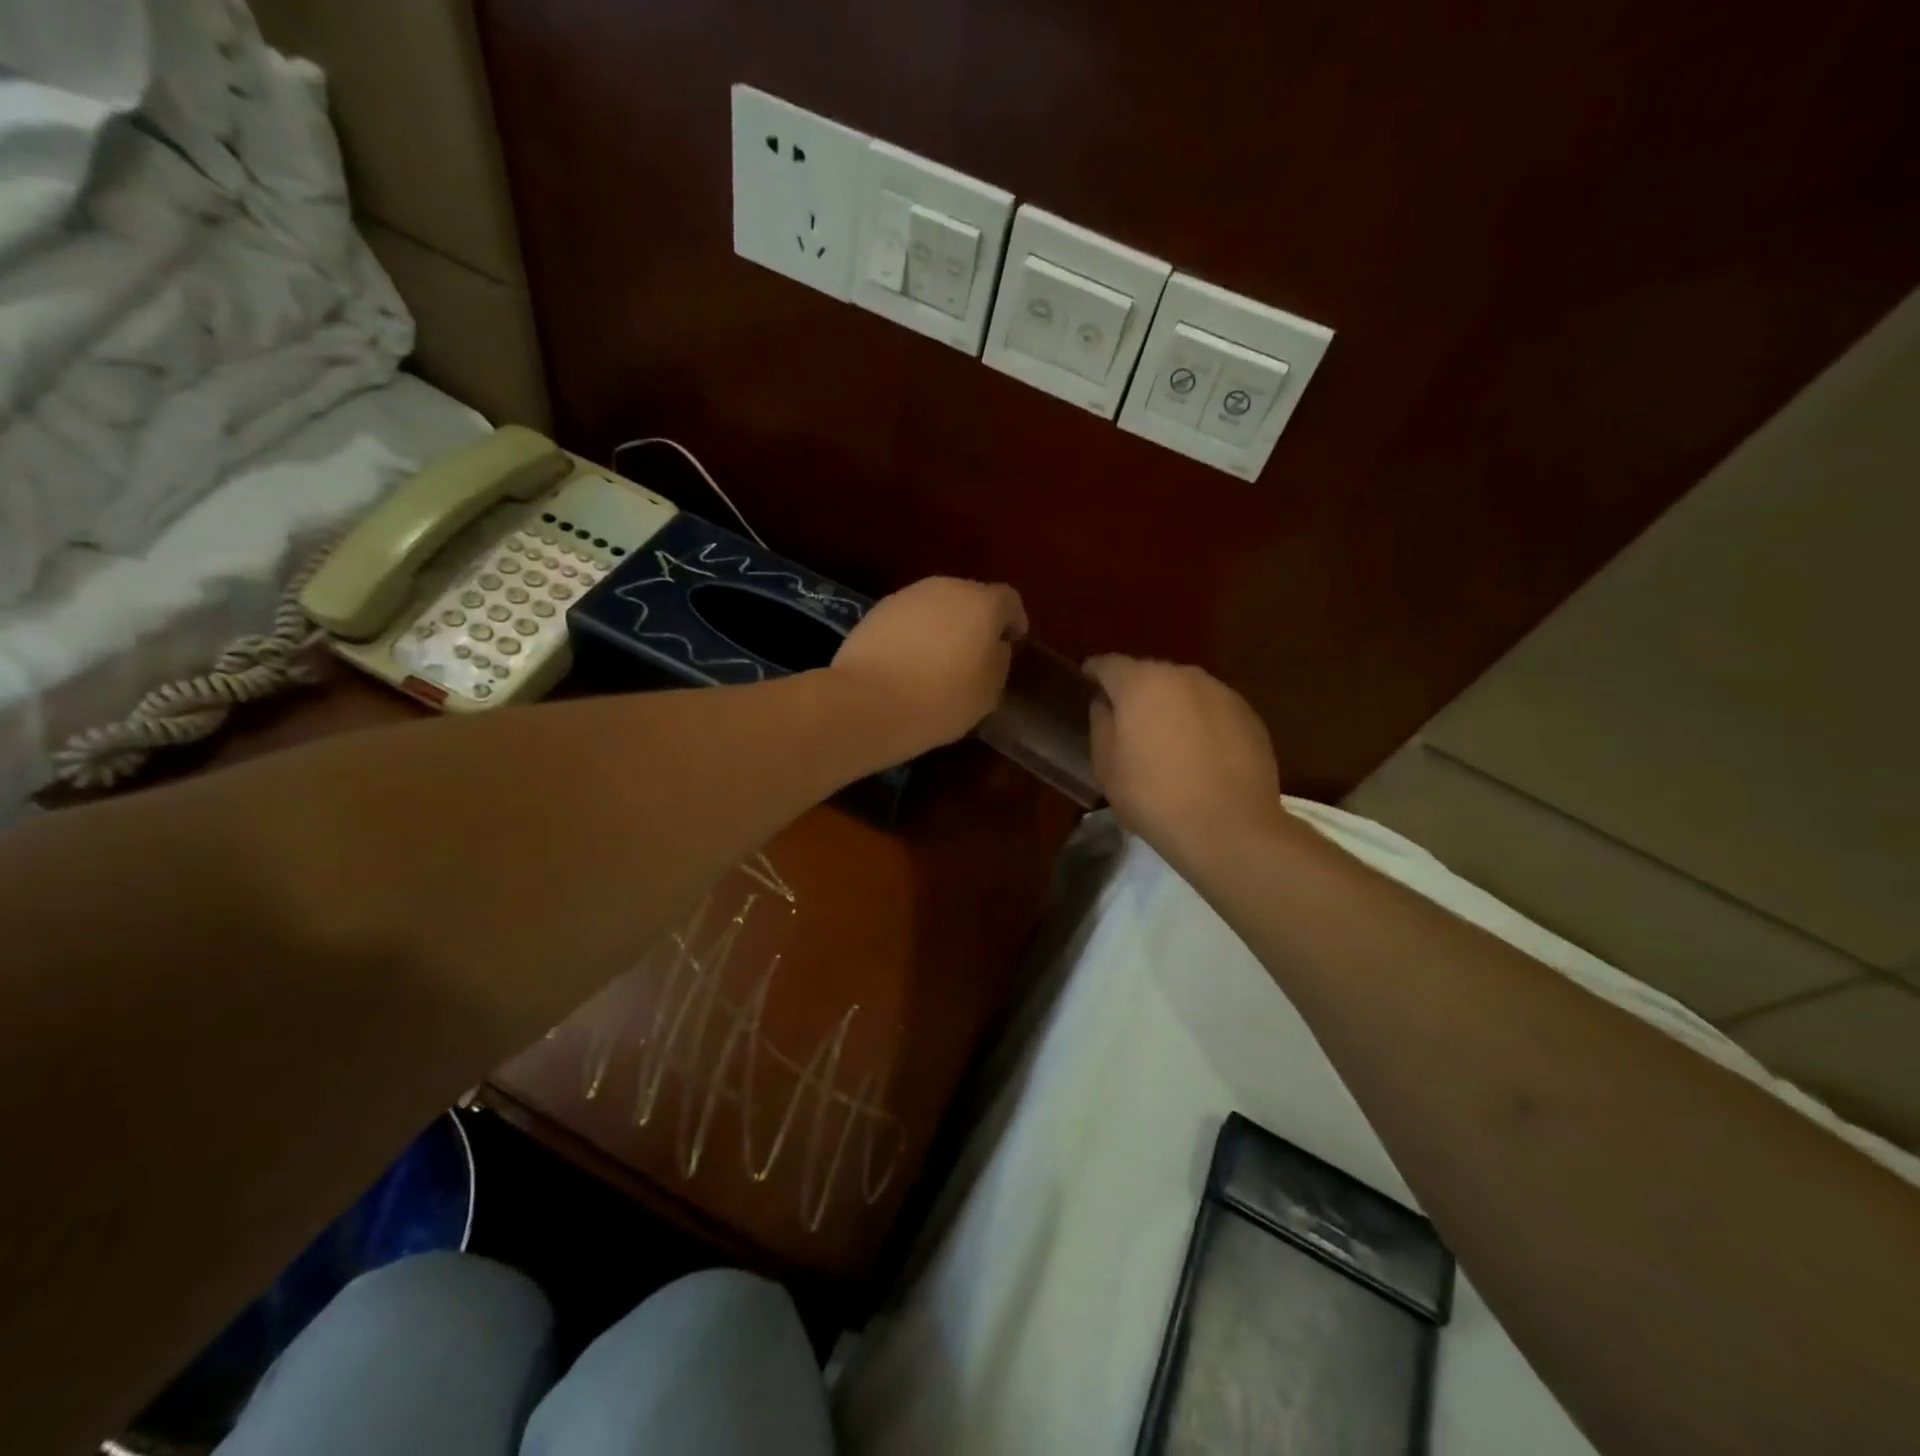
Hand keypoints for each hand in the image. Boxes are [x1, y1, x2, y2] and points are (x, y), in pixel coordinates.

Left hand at [830, 577, 1027, 762]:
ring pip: (936, 606)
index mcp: (982, 604)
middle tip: (975, 653)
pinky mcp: (876, 612)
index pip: (1009, 600)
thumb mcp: (988, 692)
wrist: (869, 702)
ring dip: (943, 626)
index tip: (1013, 642)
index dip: (1014, 620)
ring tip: (939, 660)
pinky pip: (908, 619)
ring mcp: (907, 597)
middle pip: (970, 598)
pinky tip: (908, 663)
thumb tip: (994, 646)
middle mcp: (946, 588)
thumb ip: (999, 661)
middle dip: (976, 621)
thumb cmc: (941, 699)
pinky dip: (914, 634)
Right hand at [1083, 655, 1286, 864]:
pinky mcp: (1248, 714)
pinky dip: (1200, 721)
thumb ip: (1101, 724)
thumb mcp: (1107, 766)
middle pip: (1149, 673)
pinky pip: (1212, 709)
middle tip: (1127, 720)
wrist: (1229, 827)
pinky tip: (1199, 753)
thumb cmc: (1154, 796)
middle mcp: (1182, 676)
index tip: (1087, 683)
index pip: (1109, 665)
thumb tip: (1106, 704)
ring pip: (1184, 690)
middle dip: (1135, 691)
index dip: (1095, 673)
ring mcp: (1221, 692)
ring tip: (1166, 738)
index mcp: (1141, 683)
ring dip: (1171, 705)